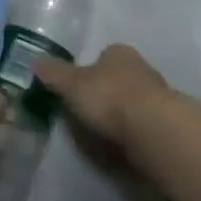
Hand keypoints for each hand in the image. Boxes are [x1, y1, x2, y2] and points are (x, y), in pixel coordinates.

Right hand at [35, 43, 172, 151]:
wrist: (152, 129)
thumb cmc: (109, 97)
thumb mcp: (71, 84)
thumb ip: (53, 73)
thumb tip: (34, 61)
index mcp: (118, 52)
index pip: (101, 57)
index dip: (87, 73)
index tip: (76, 92)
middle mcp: (141, 68)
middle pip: (118, 79)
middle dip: (105, 95)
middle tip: (86, 116)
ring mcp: (157, 95)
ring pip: (132, 102)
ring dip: (120, 116)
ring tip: (102, 136)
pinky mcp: (166, 123)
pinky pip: (142, 125)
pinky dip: (131, 134)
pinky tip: (121, 148)